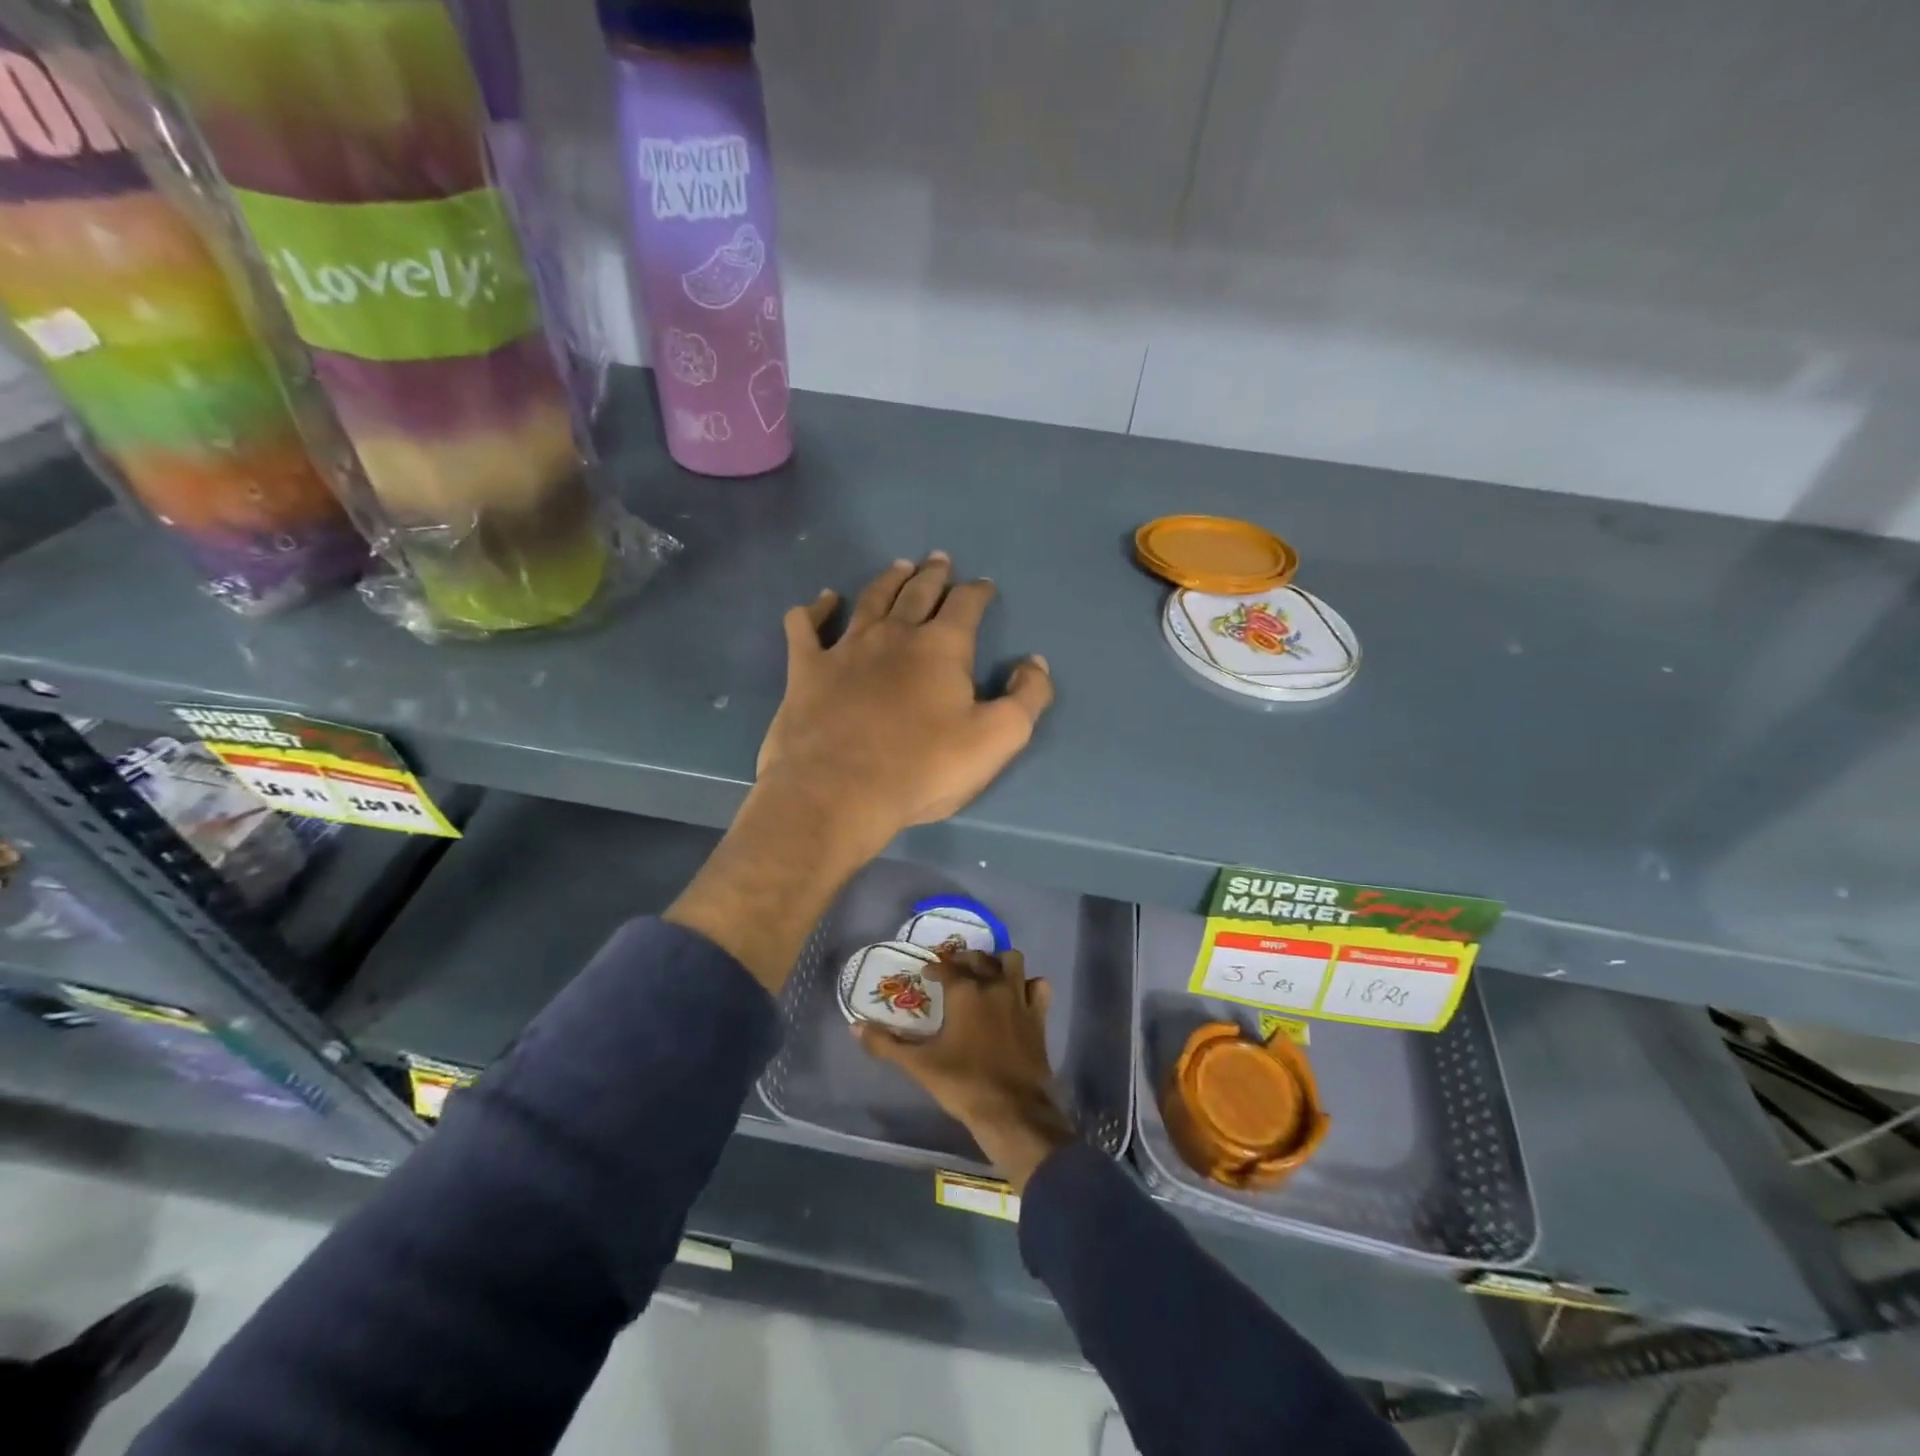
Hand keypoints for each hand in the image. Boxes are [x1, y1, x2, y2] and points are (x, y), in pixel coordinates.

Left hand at [757, 553, 1053, 860]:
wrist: (838, 791)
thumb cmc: (923, 768)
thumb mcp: (997, 739)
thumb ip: (1027, 698)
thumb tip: (1034, 663)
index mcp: (942, 647)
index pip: (966, 605)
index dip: (978, 592)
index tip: (984, 586)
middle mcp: (894, 634)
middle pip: (918, 592)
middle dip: (933, 574)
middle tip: (938, 560)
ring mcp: (846, 647)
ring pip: (870, 599)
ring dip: (887, 580)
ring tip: (898, 567)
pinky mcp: (807, 669)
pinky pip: (806, 626)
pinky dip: (815, 609)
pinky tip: (823, 601)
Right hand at [854, 950, 1075, 1191]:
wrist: (1012, 1111)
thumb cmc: (963, 1084)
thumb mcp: (919, 1065)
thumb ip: (886, 1045)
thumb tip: (856, 1027)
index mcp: (965, 992)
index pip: (946, 966)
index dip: (935, 967)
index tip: (927, 973)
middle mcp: (993, 986)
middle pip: (980, 957)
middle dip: (965, 959)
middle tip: (955, 970)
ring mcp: (1020, 999)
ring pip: (1013, 962)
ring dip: (1000, 963)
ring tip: (988, 975)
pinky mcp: (1039, 1016)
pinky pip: (1039, 987)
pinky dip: (1030, 986)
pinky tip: (1019, 996)